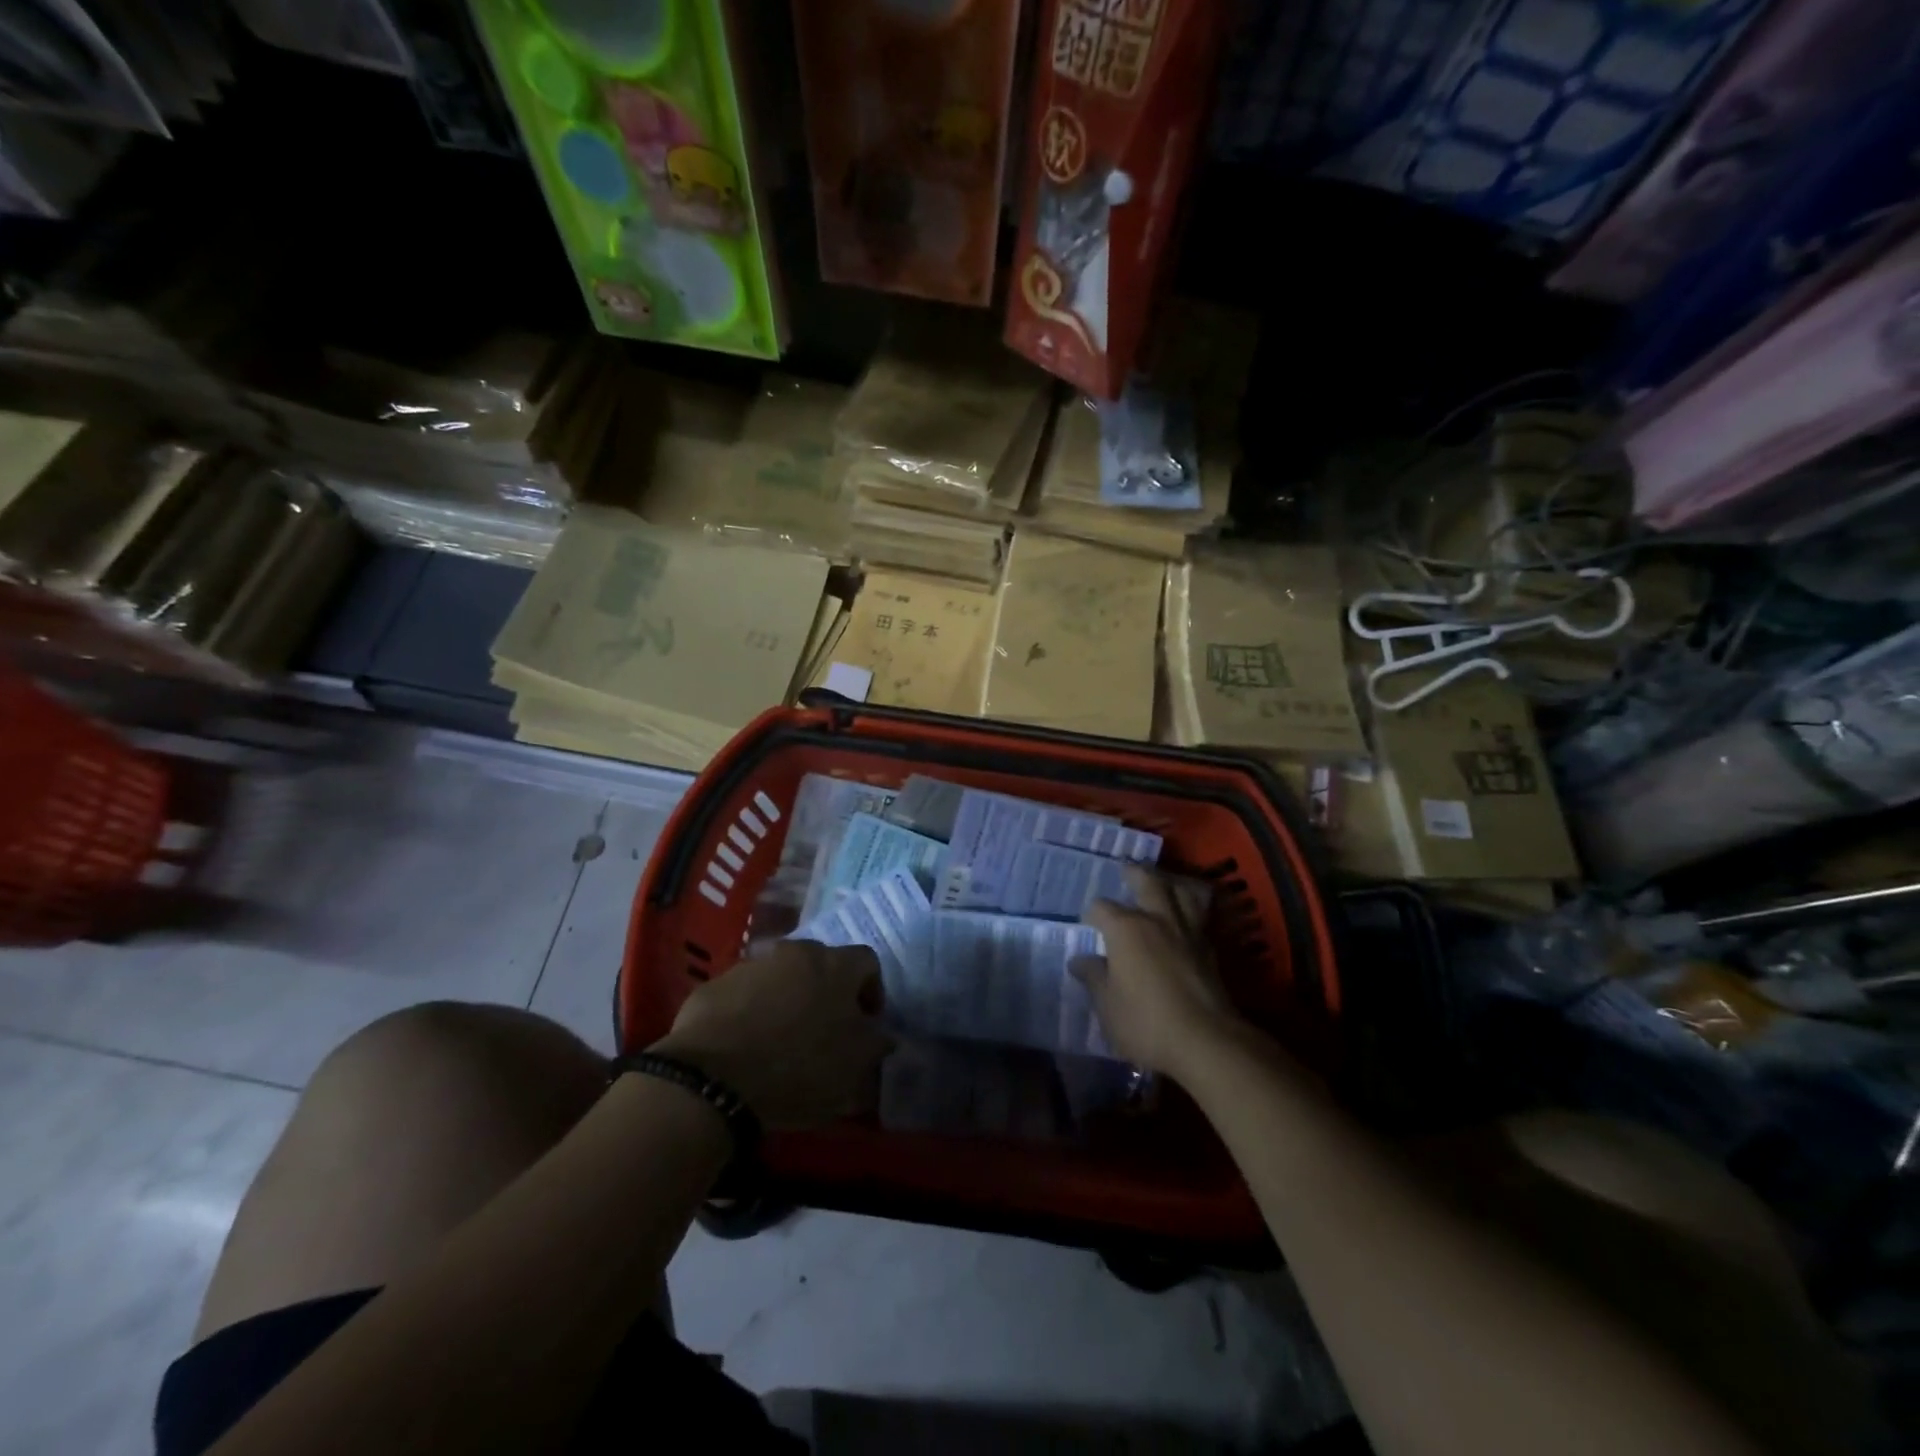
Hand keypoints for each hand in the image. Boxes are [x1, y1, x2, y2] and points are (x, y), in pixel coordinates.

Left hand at [655, 940, 891, 1128]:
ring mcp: (751, 965)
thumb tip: (880, 1034)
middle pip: (821, 963)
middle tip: (824, 1030)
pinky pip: (744, 994)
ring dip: (787, 999)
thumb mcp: (854, 1068)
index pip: (868, 961)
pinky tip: (744, 1045)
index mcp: (835, 965)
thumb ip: (875, 1044)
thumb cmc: (799, 1068)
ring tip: (780, 1039)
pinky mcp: (715, 985)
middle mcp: (795, 952)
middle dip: (827, 991)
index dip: (872, 991)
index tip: (867, 1024)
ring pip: (780, 976)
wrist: (713, 1078)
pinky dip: (750, 1011)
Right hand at [1073, 868, 1244, 1081]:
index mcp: (1126, 928)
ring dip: (1169, 884)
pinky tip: (1185, 917)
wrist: (1206, 1042)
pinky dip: (1190, 909)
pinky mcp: (1210, 950)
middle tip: (1127, 868)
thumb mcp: (1107, 1005)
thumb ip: (1094, 977)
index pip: (1101, 908)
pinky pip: (1199, 916)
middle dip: (1134, 874)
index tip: (1088, 924)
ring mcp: (1188, 932)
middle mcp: (1157, 920)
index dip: (1091, 914)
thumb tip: (1080, 960)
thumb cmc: (1145, 1022)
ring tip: (1163, 883)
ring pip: (1181, 893)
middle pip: (1147, 883)